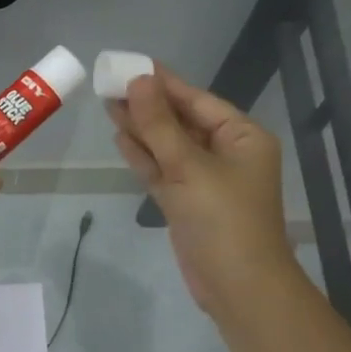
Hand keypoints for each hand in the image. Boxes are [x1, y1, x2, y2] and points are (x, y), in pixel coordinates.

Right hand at [108, 68, 301, 318]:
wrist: (237, 286)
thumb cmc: (223, 219)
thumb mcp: (189, 167)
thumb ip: (160, 125)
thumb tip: (139, 81)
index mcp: (241, 137)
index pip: (198, 100)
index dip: (164, 83)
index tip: (131, 66)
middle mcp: (225, 154)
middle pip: (181, 121)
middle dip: (148, 105)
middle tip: (110, 84)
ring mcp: (205, 180)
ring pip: (168, 146)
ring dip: (142, 129)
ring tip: (109, 105)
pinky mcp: (187, 202)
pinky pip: (163, 170)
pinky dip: (143, 157)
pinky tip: (121, 138)